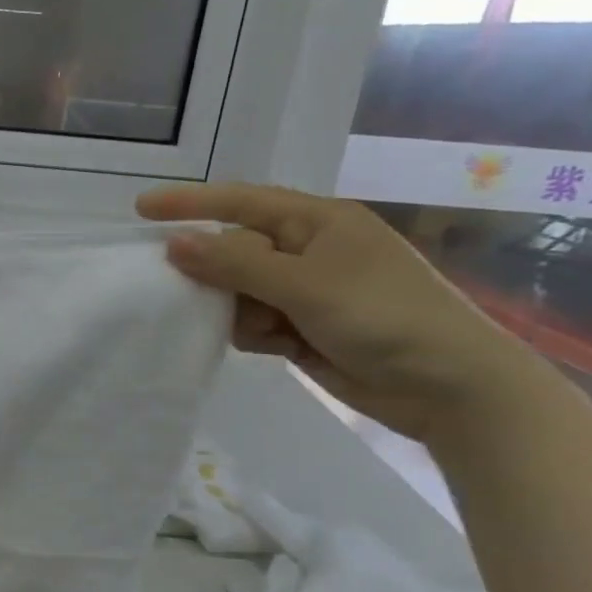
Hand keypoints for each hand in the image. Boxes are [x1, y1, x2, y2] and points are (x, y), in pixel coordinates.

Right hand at [137, 183, 546, 441]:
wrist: (451, 389)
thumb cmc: (385, 318)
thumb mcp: (306, 285)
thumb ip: (235, 265)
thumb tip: (174, 243)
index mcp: (317, 222)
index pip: (240, 201)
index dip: (189, 203)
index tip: (140, 210)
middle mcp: (308, 251)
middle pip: (234, 249)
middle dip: (213, 271)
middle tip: (186, 292)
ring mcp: (306, 292)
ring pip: (238, 290)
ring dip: (236, 311)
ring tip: (264, 331)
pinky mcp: (303, 328)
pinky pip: (253, 321)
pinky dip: (253, 333)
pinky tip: (276, 347)